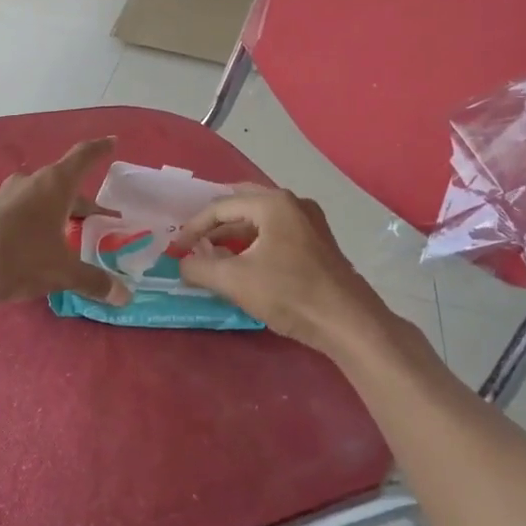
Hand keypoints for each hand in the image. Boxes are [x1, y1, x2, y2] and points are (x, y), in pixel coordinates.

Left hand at [0, 139, 130, 307]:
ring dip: (55, 210)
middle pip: (63, 184)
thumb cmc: (23, 258)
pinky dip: (33, 220)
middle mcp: (30, 182)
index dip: (99, 149)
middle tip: (99, 218)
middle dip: (82, 201)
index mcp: (54, 185)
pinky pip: (19, 210)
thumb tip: (123, 296)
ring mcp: (4, 195)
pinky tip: (34, 243)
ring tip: (66, 231)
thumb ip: (93, 280)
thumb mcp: (63, 271)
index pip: (83, 157)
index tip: (112, 142)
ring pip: (39, 197)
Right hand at [176, 186, 392, 354]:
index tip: (177, 248)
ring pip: (261, 219)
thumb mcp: (234, 280)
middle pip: (242, 204)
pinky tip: (244, 262)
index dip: (194, 227)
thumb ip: (199, 268)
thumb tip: (182, 263)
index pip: (221, 206)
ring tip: (213, 253)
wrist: (348, 322)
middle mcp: (293, 203)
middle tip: (193, 240)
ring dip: (234, 234)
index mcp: (273, 203)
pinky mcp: (318, 242)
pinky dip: (254, 242)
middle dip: (215, 223)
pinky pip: (276, 232)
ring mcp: (310, 222)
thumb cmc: (289, 293)